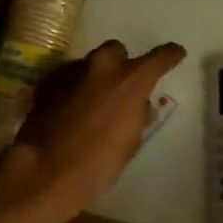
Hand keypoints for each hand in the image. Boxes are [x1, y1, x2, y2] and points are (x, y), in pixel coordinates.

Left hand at [0, 40, 185, 220]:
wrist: (47, 170)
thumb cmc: (99, 162)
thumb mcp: (131, 141)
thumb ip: (137, 115)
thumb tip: (138, 106)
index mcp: (130, 80)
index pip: (159, 57)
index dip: (170, 55)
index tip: (176, 54)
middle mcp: (102, 66)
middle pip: (116, 51)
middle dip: (121, 65)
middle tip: (121, 87)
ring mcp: (71, 71)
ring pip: (89, 64)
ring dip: (95, 78)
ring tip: (93, 103)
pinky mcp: (48, 83)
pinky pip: (67, 78)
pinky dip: (73, 88)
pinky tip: (70, 110)